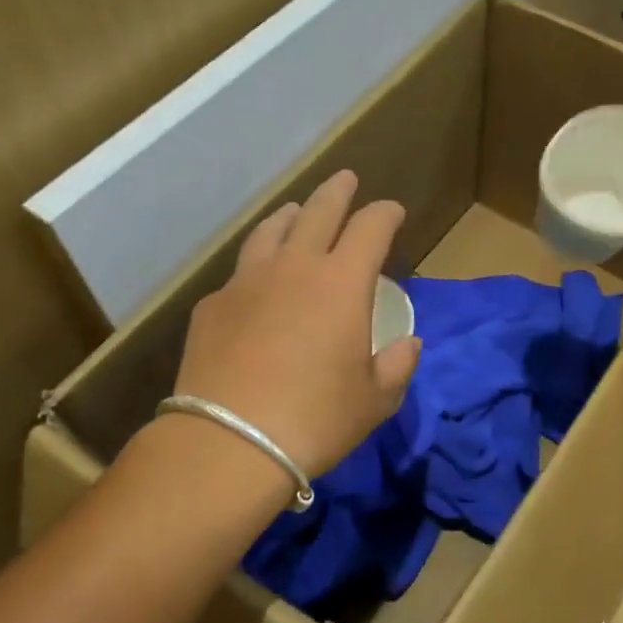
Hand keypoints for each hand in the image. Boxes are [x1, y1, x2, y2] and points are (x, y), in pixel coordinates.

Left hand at [170, 170, 420, 481]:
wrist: (229, 443)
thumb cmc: (316, 419)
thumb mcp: (374, 401)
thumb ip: (397, 366)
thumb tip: (409, 344)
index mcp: (342, 283)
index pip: (370, 228)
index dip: (385, 214)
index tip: (393, 211)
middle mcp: (295, 267)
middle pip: (318, 211)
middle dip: (337, 192)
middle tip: (346, 179)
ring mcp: (247, 281)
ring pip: (271, 230)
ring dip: (290, 215)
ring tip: (296, 211)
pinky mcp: (213, 305)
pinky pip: (241, 271)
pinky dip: (257, 264)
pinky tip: (257, 280)